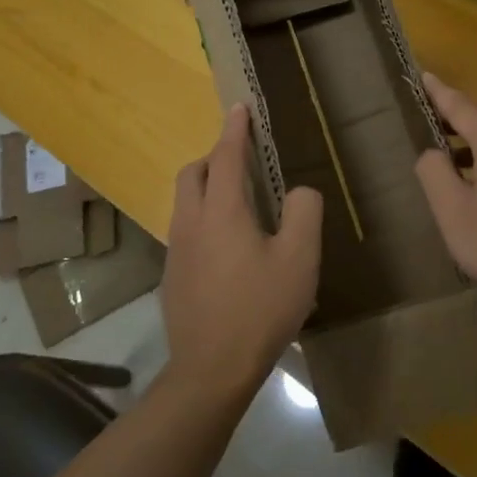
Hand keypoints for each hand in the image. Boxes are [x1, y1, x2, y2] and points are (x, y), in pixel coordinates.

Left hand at [159, 104, 322, 401]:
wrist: (211, 369)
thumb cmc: (260, 309)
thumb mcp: (299, 259)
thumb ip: (305, 213)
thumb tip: (300, 191)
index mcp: (222, 211)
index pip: (226, 156)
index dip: (234, 129)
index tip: (240, 108)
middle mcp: (191, 222)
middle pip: (194, 172)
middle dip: (214, 156)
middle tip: (242, 160)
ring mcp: (176, 250)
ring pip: (185, 201)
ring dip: (207, 187)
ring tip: (238, 201)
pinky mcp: (172, 276)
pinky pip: (185, 229)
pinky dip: (203, 217)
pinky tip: (227, 247)